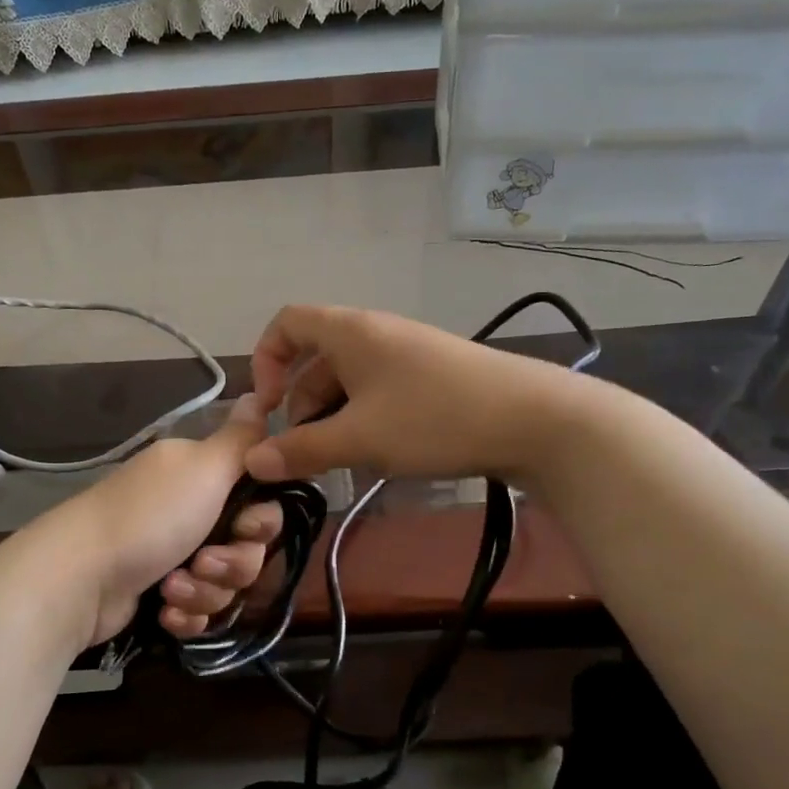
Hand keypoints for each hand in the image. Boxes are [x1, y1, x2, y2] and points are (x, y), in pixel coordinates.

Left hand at [62, 394, 284, 647]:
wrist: (80, 579)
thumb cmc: (149, 518)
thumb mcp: (203, 467)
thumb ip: (241, 439)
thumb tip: (259, 394)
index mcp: (202, 477)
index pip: (261, 501)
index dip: (262, 522)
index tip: (246, 527)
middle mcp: (191, 512)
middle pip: (248, 549)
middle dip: (232, 563)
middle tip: (202, 561)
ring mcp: (174, 555)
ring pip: (225, 584)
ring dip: (204, 590)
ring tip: (172, 587)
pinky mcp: (160, 595)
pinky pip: (200, 611)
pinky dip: (185, 613)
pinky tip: (163, 610)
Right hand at [243, 305, 580, 485]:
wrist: (533, 419)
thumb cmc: (434, 418)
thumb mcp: (360, 438)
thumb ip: (302, 450)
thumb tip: (254, 462)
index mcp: (350, 332)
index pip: (287, 324)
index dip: (266, 360)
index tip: (269, 408)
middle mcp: (375, 334)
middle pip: (316, 360)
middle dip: (301, 406)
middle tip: (303, 454)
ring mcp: (406, 356)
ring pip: (349, 382)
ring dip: (332, 420)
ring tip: (337, 464)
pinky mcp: (431, 378)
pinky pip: (380, 394)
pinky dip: (364, 421)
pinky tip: (374, 457)